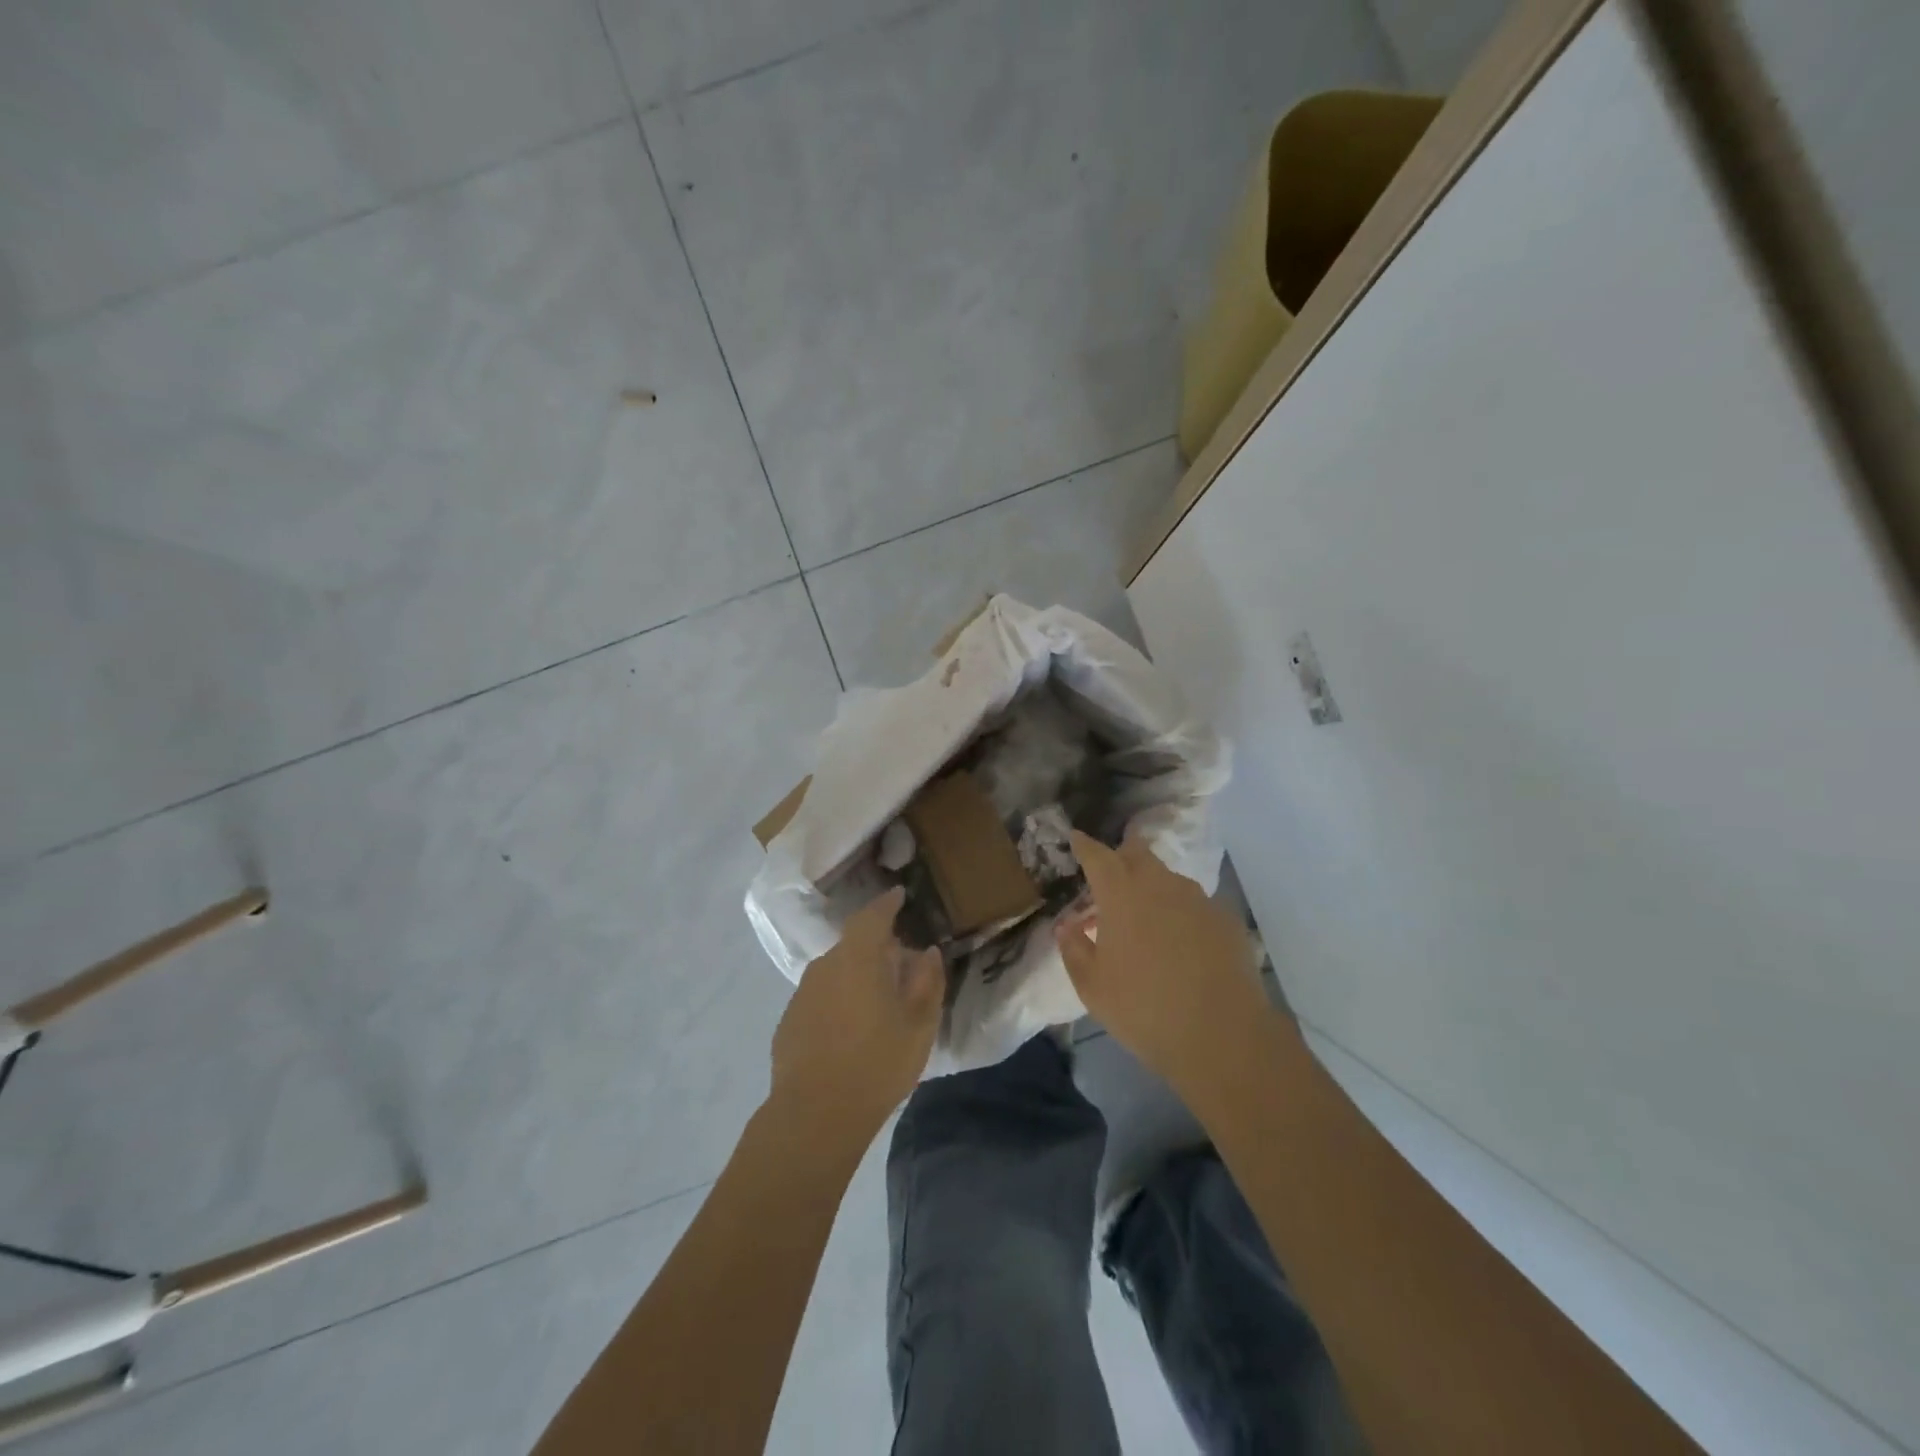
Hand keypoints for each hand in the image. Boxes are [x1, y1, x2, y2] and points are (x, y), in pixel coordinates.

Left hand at [771, 887, 943, 1144]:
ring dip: (857, 977)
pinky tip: (850, 1031)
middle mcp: (825, 965)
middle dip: (877, 948)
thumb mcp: (919, 1024)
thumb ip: (927, 981)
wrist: (815, 1115)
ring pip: (836, 973)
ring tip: (878, 1002)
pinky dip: (838, 1002)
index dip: (887, 904)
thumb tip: (927, 952)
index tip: (900, 895)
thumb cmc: (877, 1063)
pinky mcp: (789, 1022)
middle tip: (900, 965)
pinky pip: (821, 999)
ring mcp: (802, 994)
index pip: (873, 915)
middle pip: (854, 945)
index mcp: (858, 957)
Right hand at [1055, 831, 1283, 1100]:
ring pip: (1169, 879)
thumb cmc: (1143, 1009)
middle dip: (1122, 855)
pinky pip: (1195, 905)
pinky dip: (1181, 914)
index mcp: (1121, 894)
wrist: (1222, 1036)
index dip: (1085, 846)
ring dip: (1152, 887)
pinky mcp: (1226, 920)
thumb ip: (1074, 949)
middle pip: (1138, 852)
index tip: (1077, 838)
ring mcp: (1198, 899)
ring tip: (1146, 917)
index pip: (1097, 855)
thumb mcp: (1092, 987)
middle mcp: (1160, 884)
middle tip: (1111, 875)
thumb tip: (1067, 927)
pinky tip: (1181, 943)